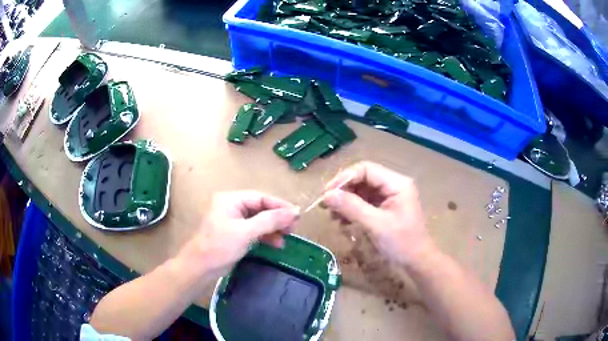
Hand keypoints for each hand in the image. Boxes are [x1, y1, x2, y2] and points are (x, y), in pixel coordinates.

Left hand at [180, 191, 299, 274]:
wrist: (200, 268)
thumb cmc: (220, 246)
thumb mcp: (246, 232)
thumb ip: (270, 220)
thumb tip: (295, 212)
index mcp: (231, 200)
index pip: (261, 198)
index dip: (280, 205)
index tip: (297, 215)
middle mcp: (232, 206)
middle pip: (261, 208)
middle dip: (277, 218)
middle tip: (293, 228)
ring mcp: (233, 221)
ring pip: (259, 220)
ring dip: (273, 228)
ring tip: (287, 237)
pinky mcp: (235, 234)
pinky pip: (254, 230)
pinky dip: (265, 236)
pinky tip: (276, 243)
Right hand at [322, 161, 433, 265]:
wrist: (418, 262)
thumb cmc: (402, 243)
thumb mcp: (376, 225)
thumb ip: (351, 207)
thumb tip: (326, 195)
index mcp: (397, 183)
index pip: (365, 169)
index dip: (344, 178)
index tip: (327, 194)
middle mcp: (393, 185)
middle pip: (362, 178)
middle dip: (344, 191)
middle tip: (326, 206)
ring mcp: (390, 197)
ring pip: (362, 191)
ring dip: (346, 201)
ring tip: (333, 217)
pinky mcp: (386, 208)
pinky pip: (365, 203)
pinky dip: (353, 210)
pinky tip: (343, 221)